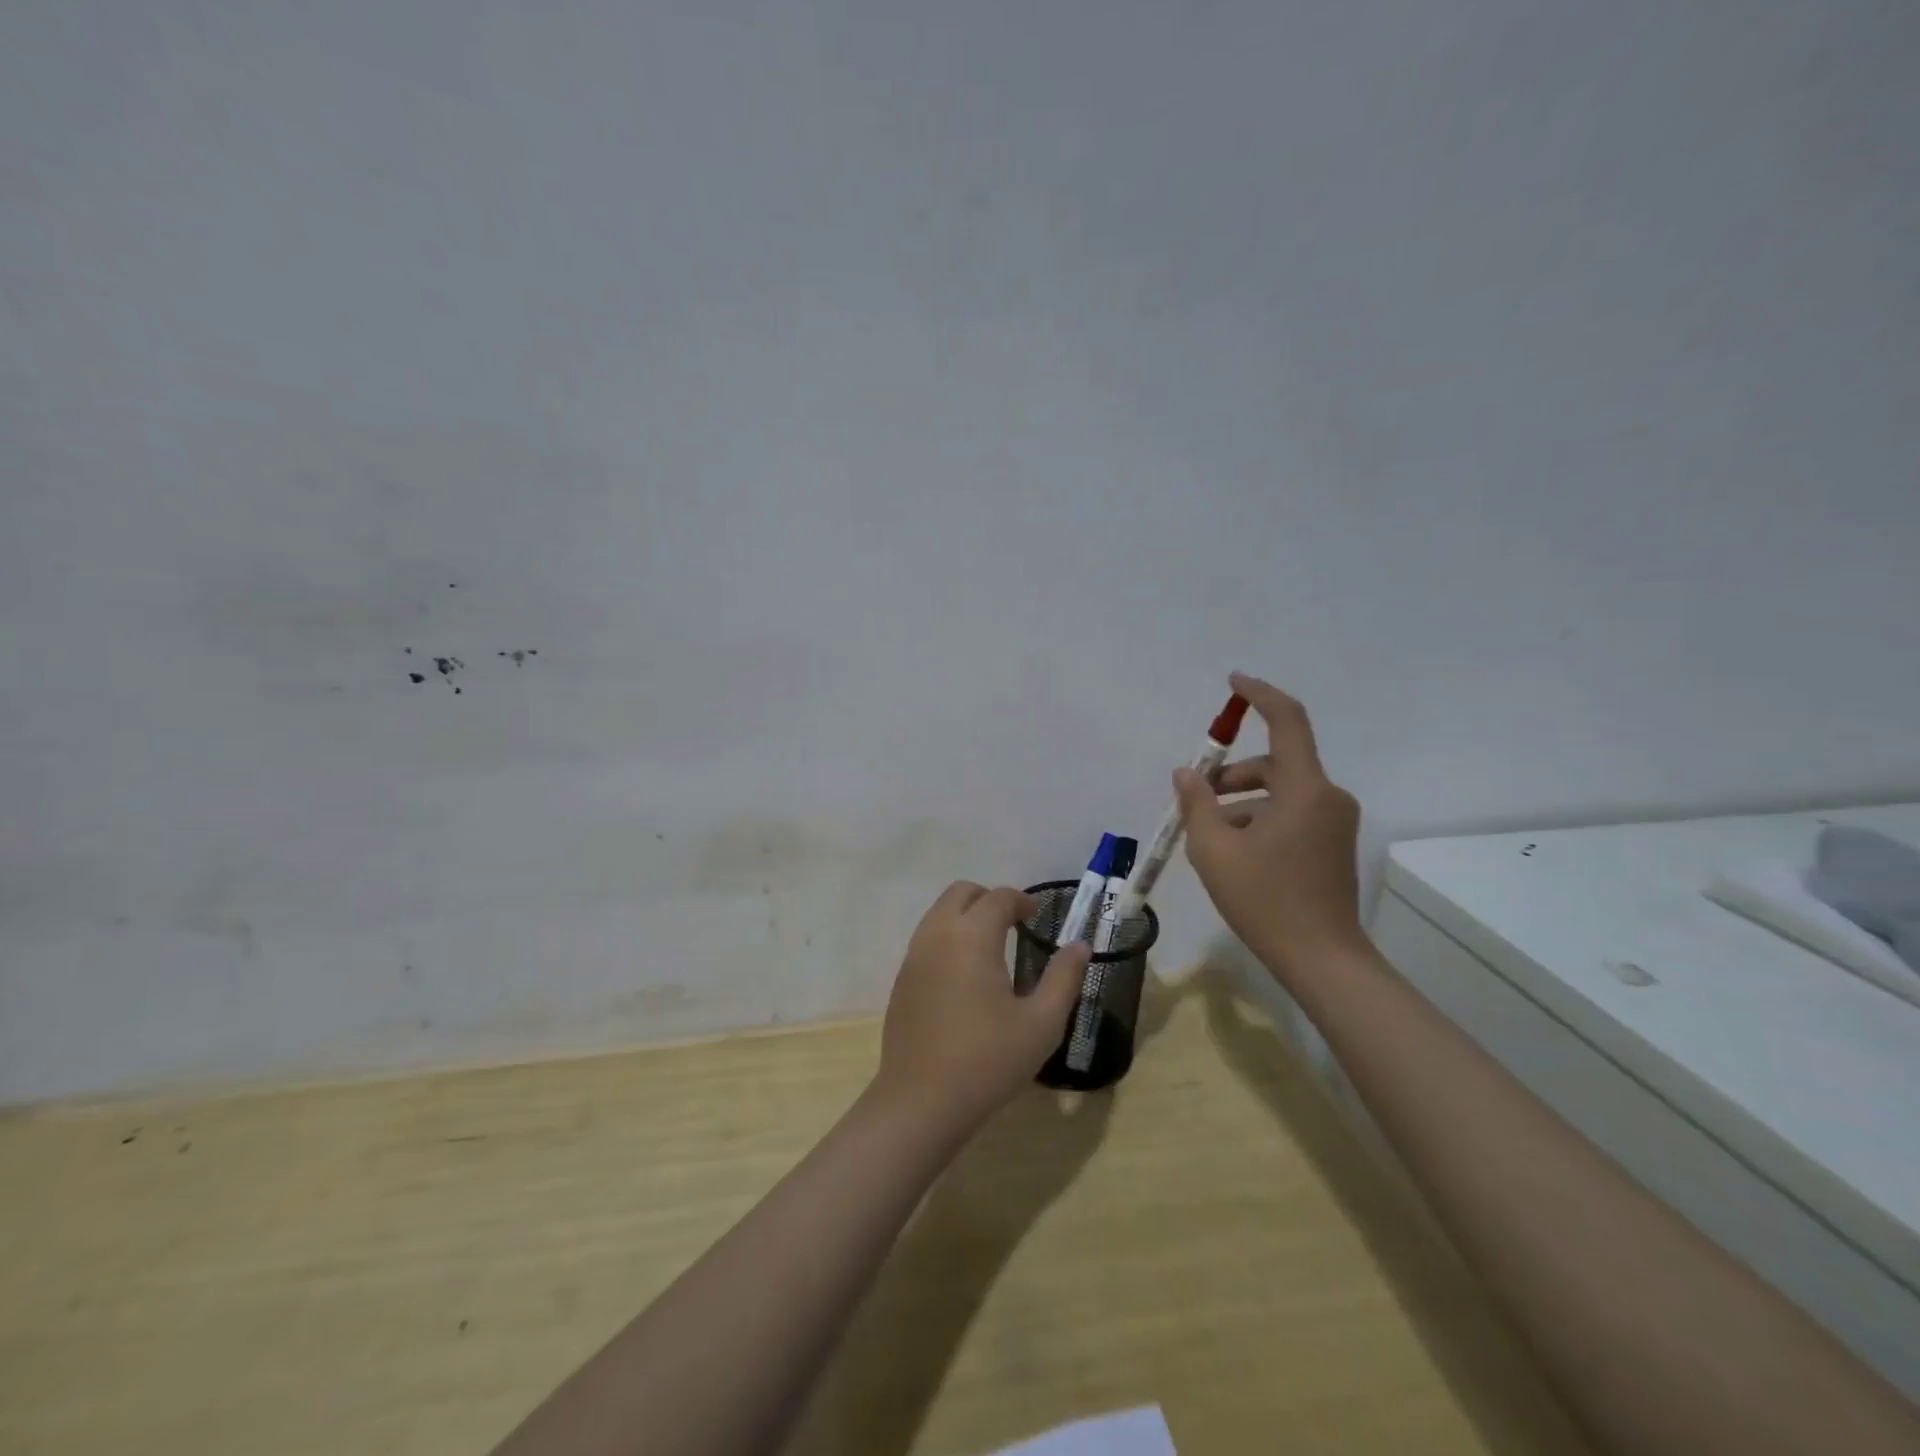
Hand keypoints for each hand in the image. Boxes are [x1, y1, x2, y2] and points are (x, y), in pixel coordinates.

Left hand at [872, 882, 1089, 1134]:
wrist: (921, 1102)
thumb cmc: (988, 1061)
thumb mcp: (1041, 1023)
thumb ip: (1064, 978)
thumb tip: (1080, 945)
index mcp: (972, 936)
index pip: (998, 898)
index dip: (1021, 901)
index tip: (1037, 916)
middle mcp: (938, 934)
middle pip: (961, 893)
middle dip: (989, 899)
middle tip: (1014, 925)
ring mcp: (914, 956)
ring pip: (939, 913)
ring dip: (966, 916)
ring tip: (991, 948)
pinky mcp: (901, 979)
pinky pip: (926, 939)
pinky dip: (948, 938)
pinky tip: (964, 976)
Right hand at [1174, 672, 1364, 981]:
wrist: (1321, 958)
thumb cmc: (1265, 899)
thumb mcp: (1214, 850)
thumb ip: (1197, 803)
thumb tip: (1187, 773)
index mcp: (1305, 789)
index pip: (1287, 721)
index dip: (1260, 695)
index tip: (1234, 682)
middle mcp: (1328, 796)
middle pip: (1275, 763)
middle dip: (1232, 774)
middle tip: (1197, 799)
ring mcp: (1334, 822)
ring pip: (1280, 792)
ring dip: (1242, 802)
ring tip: (1210, 836)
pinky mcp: (1333, 843)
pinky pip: (1292, 813)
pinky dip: (1260, 819)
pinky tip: (1235, 853)